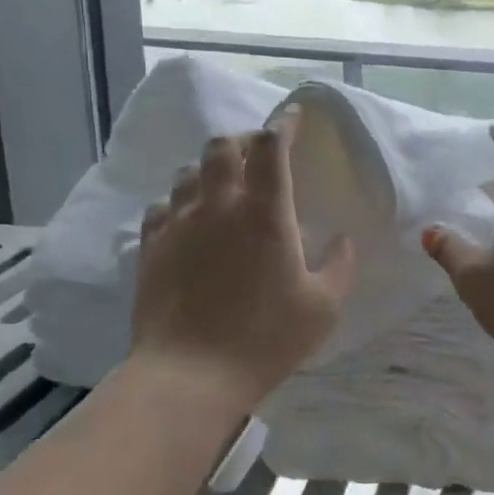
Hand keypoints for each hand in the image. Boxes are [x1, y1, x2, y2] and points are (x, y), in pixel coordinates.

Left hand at [130, 117, 355, 410]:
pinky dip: (179, 202)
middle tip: (258, 154)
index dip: (283, 124)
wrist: (190, 376)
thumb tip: (342, 238)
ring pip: (189, 172)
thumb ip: (339, 265)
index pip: (271, 145)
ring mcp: (179, 223)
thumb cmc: (265, 339)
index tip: (292, 118)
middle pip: (222, 146)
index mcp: (265, 212)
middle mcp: (219, 204)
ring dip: (209, 169)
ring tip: (223, 186)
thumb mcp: (323, 308)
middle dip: (243, 140)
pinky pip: (161, 206)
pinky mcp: (151, 247)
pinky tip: (188, 220)